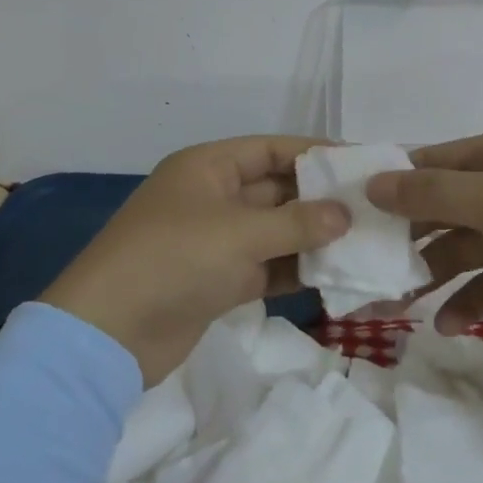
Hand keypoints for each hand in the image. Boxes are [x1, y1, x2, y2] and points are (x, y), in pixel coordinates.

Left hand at [41, 137, 351, 384]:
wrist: (109, 333)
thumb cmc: (174, 259)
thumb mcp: (239, 233)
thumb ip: (296, 222)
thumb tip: (344, 214)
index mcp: (208, 167)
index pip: (271, 149)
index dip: (315, 153)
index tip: (360, 163)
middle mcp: (213, 197)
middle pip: (276, 189)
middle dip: (320, 198)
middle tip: (373, 207)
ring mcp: (215, 240)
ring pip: (275, 230)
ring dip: (313, 237)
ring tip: (365, 241)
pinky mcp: (218, 280)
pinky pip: (267, 265)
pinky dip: (296, 269)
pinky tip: (335, 275)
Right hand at [365, 130, 482, 340]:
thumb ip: (432, 193)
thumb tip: (372, 183)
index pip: (430, 162)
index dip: (391, 183)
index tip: (349, 210)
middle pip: (441, 210)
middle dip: (405, 238)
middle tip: (364, 268)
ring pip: (461, 251)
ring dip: (431, 276)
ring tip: (394, 306)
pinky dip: (468, 304)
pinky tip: (446, 325)